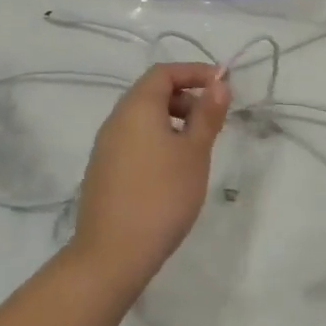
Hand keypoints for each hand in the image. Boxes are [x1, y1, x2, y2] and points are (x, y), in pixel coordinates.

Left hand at [72, 62, 229, 282]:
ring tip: (197, 148)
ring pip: (142, 119)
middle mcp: (115, 120)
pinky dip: (157, 141)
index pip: (164, 72)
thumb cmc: (162, 195)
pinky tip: (173, 171)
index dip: (194, 72)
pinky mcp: (103, 171)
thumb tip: (218, 83)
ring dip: (172, 121)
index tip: (223, 86)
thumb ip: (207, 115)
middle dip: (185, 97)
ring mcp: (105, 147)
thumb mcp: (194, 152)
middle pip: (151, 93)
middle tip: (213, 121)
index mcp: (136, 108)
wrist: (113, 253)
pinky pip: (133, 141)